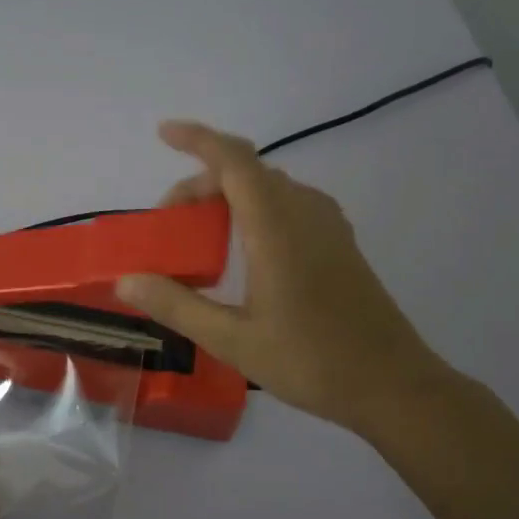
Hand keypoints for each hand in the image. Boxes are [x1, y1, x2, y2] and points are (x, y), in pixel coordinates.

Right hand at [115, 120, 457, 437]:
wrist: (392, 385)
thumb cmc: (311, 361)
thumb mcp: (232, 340)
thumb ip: (176, 305)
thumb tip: (126, 280)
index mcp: (277, 228)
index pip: (234, 161)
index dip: (197, 139)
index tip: (163, 133)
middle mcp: (305, 213)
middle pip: (247, 172)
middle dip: (201, 183)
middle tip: (168, 222)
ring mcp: (328, 227)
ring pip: (270, 187)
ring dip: (229, 195)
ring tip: (199, 235)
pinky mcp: (339, 244)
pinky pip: (289, 204)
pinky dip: (255, 208)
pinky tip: (243, 249)